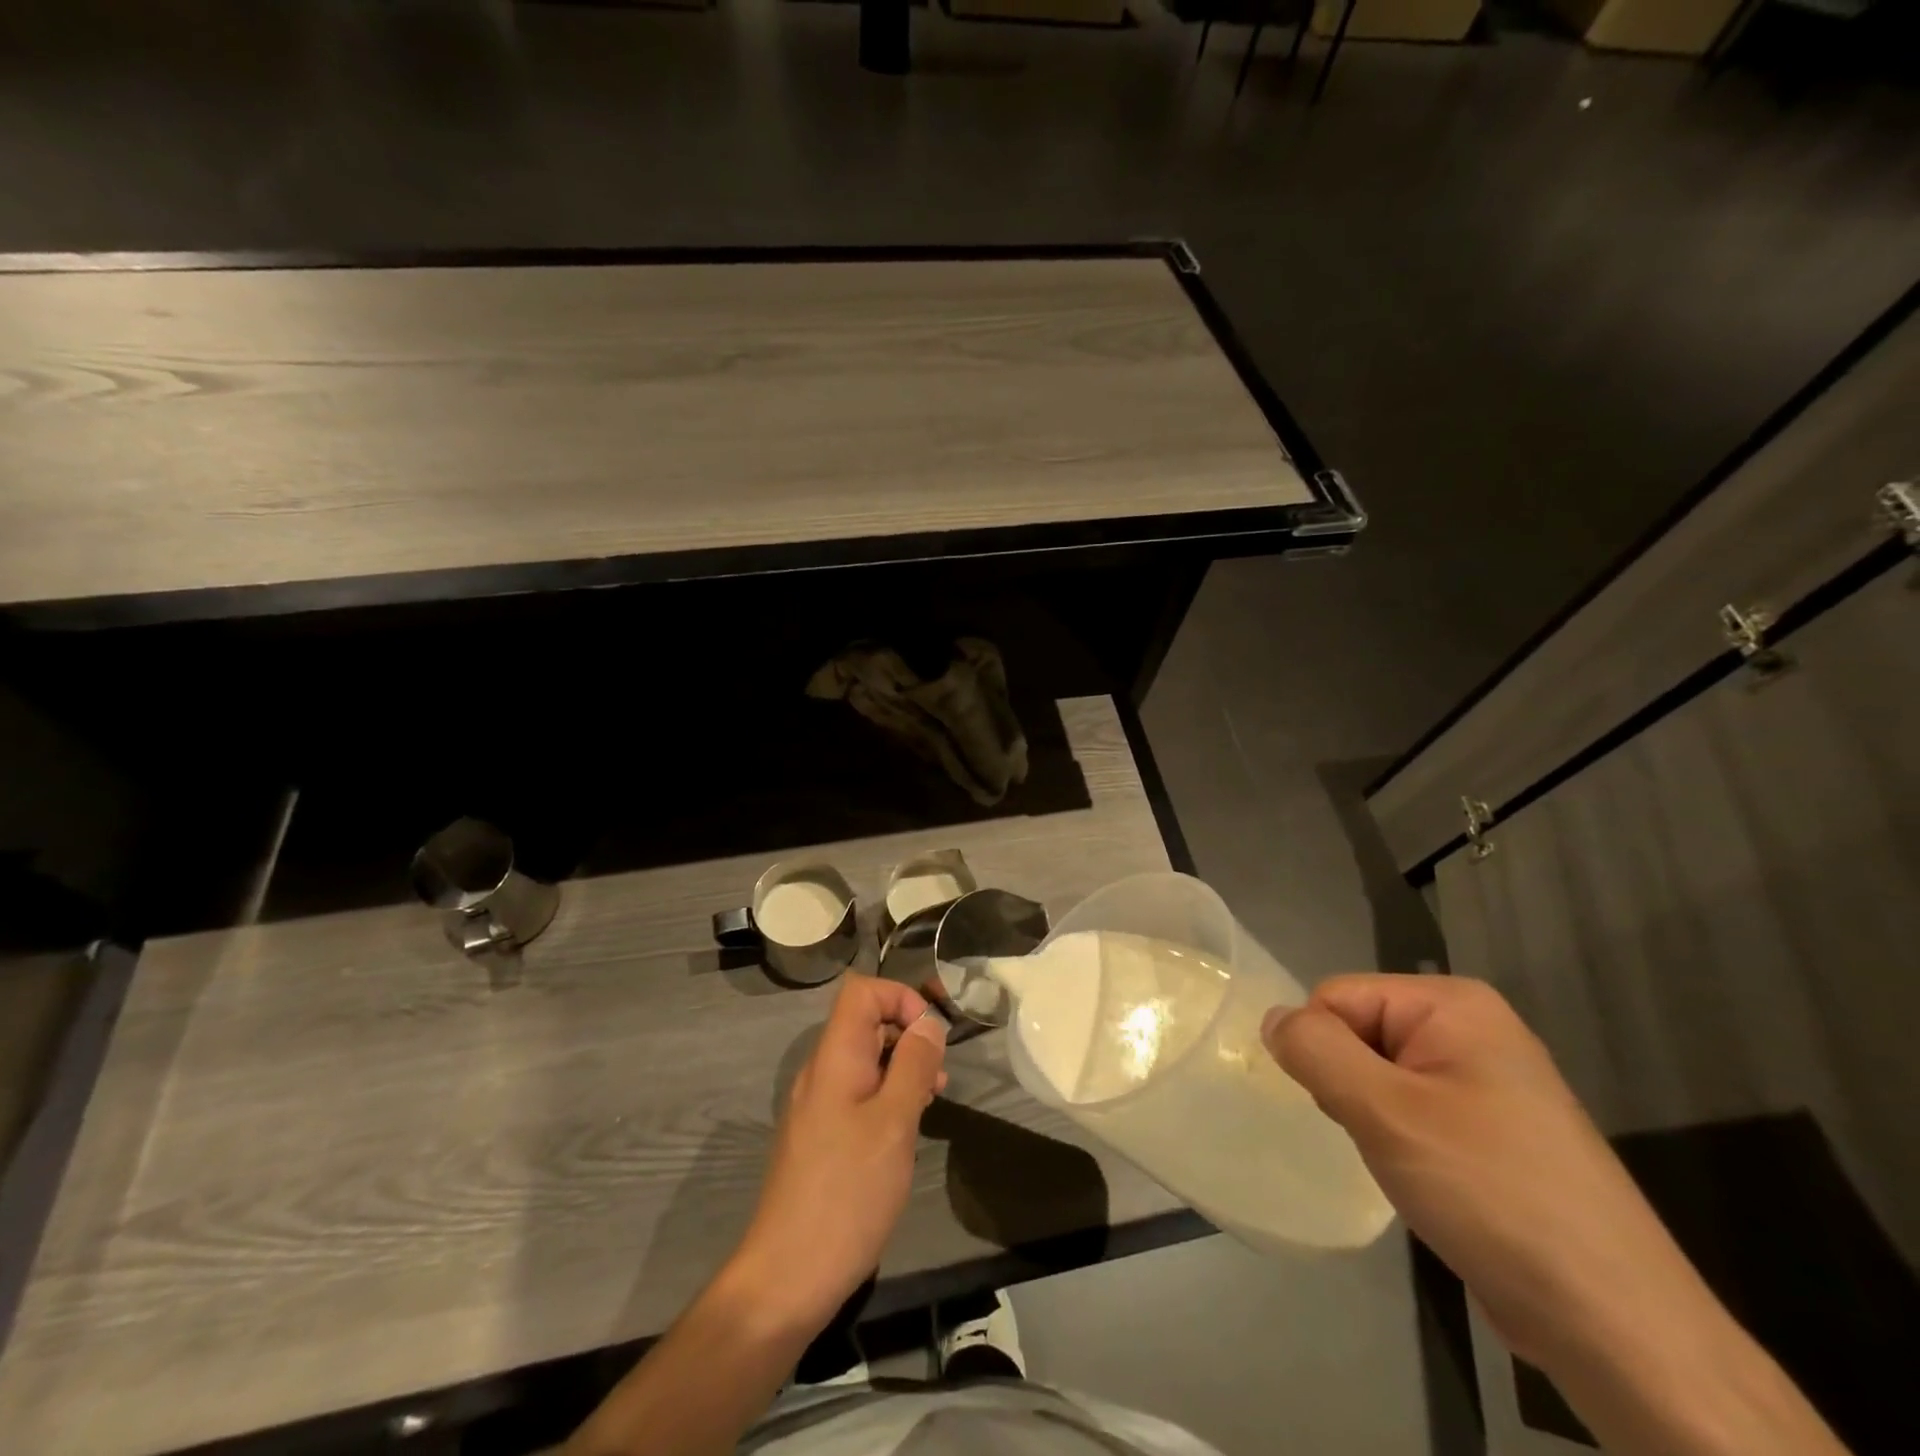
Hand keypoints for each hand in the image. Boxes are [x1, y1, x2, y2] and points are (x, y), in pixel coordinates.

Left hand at [731, 974, 947, 1338]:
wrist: (788, 1278)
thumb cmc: (848, 1193)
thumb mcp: (894, 1123)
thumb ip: (913, 1065)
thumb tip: (929, 1023)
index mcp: (834, 1057)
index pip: (861, 991)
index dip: (900, 998)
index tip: (930, 1037)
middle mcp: (821, 1072)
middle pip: (865, 1023)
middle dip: (908, 1036)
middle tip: (938, 1078)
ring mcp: (817, 1106)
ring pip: (865, 1061)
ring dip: (901, 1069)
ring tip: (930, 1103)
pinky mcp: (820, 1137)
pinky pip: (857, 1094)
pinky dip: (887, 1097)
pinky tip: (905, 1132)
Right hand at [1261, 974, 1709, 1370]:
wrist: (1617, 1327)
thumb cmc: (1491, 1194)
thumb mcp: (1385, 1112)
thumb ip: (1315, 1050)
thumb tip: (1272, 1020)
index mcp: (1453, 1004)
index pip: (1336, 997)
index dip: (1324, 1051)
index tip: (1352, 1111)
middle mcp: (1472, 1029)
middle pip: (1358, 1032)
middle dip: (1350, 1086)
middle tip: (1383, 1141)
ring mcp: (1488, 1083)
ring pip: (1380, 1077)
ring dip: (1373, 1119)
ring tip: (1408, 1167)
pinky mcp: (1494, 1134)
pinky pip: (1413, 1112)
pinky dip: (1402, 1143)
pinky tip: (1430, 1184)